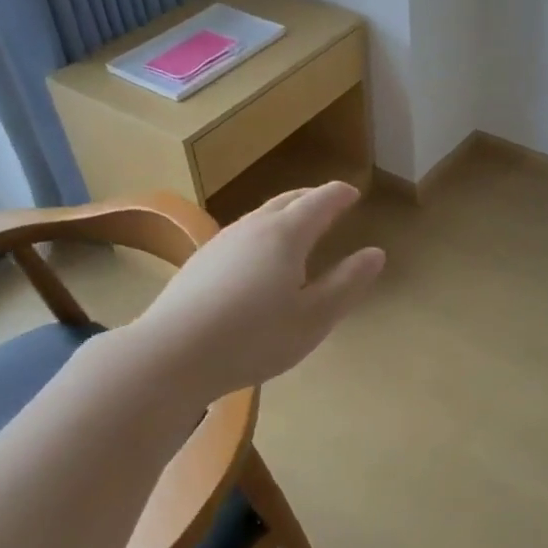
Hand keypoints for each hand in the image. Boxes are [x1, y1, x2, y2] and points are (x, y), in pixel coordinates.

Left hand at [133, 181, 385, 400]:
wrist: (171, 354)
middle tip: (330, 200)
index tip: (353, 193)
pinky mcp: (200, 261)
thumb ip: (347, 283)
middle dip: (312, 197)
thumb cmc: (253, 338)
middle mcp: (254, 227)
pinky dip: (263, 231)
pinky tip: (258, 256)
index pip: (320, 202)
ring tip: (298, 225)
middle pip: (288, 200)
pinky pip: (242, 233)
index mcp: (286, 235)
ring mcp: (222, 242)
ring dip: (285, 212)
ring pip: (261, 215)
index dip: (340, 195)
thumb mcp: (313, 318)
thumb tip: (376, 253)